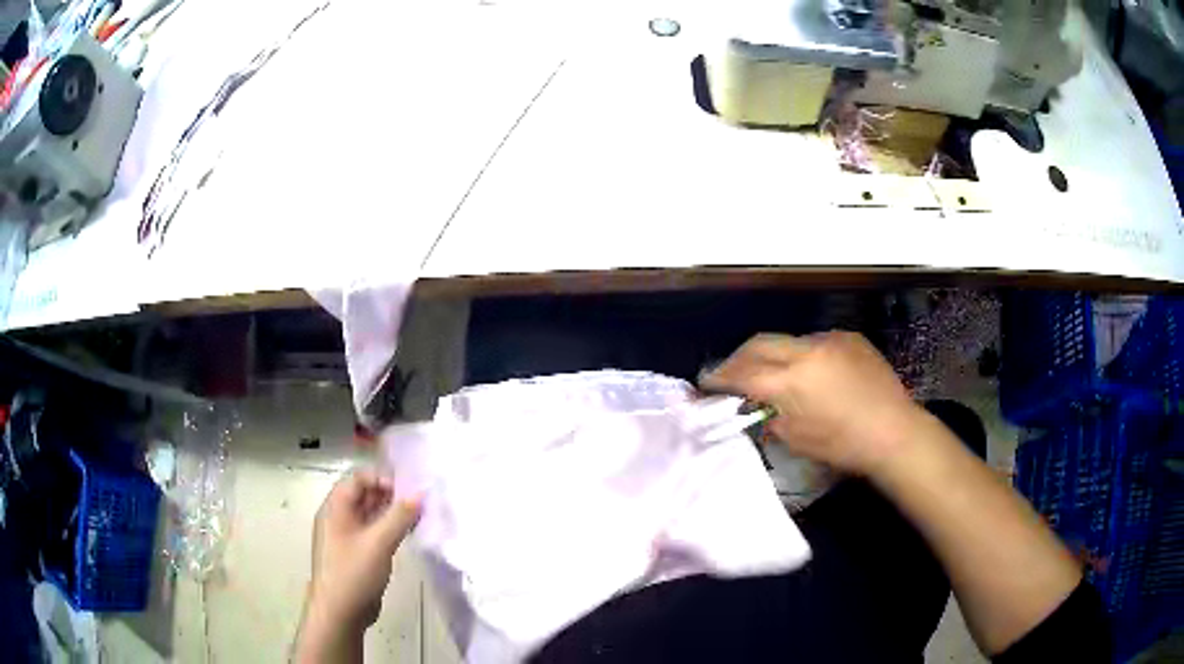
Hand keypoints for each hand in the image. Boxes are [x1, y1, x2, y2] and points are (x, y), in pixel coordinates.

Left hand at [307, 470, 420, 632]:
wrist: (340, 611)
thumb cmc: (354, 572)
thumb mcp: (379, 542)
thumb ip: (400, 516)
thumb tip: (421, 492)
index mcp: (335, 508)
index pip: (357, 479)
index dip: (381, 479)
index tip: (406, 491)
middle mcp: (338, 517)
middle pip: (364, 494)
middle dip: (390, 494)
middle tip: (417, 502)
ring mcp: (347, 536)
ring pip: (370, 514)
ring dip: (391, 512)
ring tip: (418, 516)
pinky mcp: (356, 553)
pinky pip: (373, 531)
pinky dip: (389, 528)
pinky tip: (408, 534)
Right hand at [701, 331, 924, 476]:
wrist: (895, 432)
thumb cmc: (844, 445)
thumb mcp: (798, 440)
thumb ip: (771, 418)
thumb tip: (758, 407)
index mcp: (791, 380)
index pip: (743, 373)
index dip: (719, 378)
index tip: (705, 384)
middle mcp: (806, 350)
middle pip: (759, 343)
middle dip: (739, 357)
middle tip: (729, 372)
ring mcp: (830, 339)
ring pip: (789, 340)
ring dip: (774, 355)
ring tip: (773, 374)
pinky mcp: (850, 338)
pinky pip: (817, 342)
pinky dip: (804, 355)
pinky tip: (812, 373)